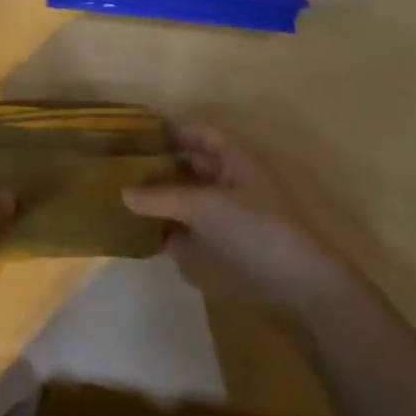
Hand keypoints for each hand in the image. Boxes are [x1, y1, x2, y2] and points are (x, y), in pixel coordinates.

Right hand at [123, 125, 366, 337]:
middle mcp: (231, 183)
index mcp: (236, 161)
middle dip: (159, 166)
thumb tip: (121, 191)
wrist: (296, 285)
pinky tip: (139, 234)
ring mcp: (228, 217)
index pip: (200, 134)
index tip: (136, 133)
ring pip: (187, 200)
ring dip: (160, 200)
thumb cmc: (254, 229)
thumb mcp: (203, 206)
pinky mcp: (223, 247)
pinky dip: (167, 231)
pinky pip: (189, 232)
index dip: (172, 131)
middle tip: (119, 167)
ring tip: (119, 198)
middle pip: (191, 167)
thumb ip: (161, 197)